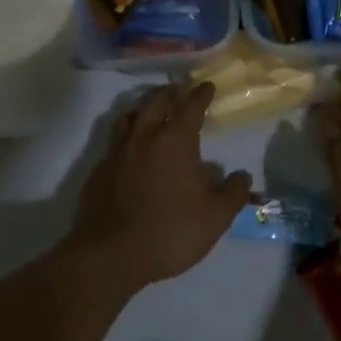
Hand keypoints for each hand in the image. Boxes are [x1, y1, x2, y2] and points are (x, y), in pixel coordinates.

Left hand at [63, 81, 253, 293]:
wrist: (110, 254)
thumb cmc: (170, 231)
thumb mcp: (215, 217)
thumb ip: (232, 193)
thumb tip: (242, 175)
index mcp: (175, 141)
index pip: (190, 107)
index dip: (200, 94)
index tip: (207, 86)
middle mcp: (144, 137)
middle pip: (155, 101)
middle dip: (170, 92)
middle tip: (179, 89)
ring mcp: (117, 152)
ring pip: (130, 115)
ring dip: (144, 105)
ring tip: (151, 106)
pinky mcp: (98, 170)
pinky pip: (114, 140)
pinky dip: (126, 133)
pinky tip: (130, 146)